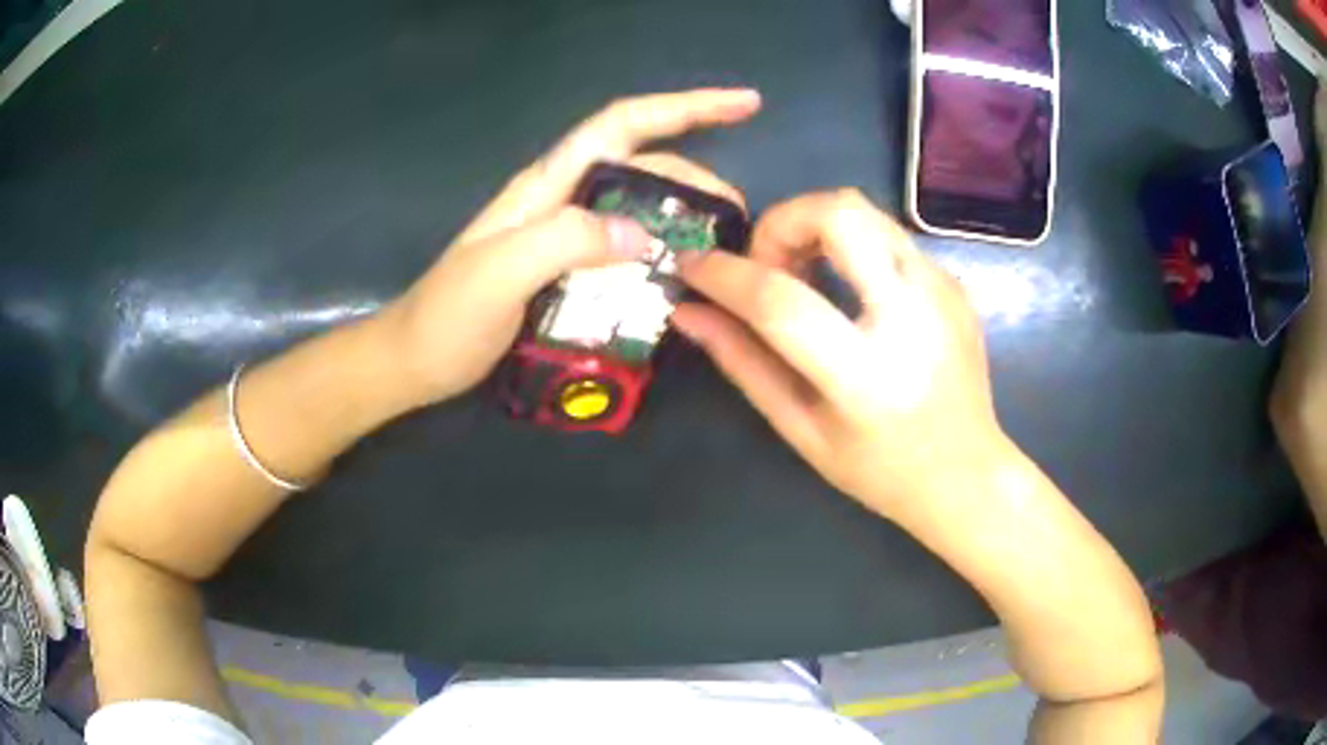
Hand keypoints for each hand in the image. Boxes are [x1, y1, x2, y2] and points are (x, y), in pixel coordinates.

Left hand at [380, 89, 760, 405]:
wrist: (414, 363)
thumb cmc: (447, 318)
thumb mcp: (499, 274)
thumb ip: (565, 241)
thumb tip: (644, 233)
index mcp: (546, 186)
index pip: (623, 125)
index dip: (684, 107)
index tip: (743, 104)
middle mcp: (560, 201)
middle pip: (642, 166)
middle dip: (697, 178)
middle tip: (739, 217)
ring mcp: (563, 237)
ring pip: (637, 208)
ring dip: (683, 216)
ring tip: (723, 246)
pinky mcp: (565, 273)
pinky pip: (624, 251)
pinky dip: (658, 255)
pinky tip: (680, 277)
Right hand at [673, 190, 1007, 520]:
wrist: (967, 474)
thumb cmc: (879, 469)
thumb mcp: (801, 429)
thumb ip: (743, 363)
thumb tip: (689, 312)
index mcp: (866, 376)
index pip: (781, 301)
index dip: (725, 275)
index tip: (692, 265)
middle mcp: (912, 318)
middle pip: (838, 213)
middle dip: (783, 222)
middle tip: (769, 266)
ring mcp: (943, 292)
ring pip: (865, 210)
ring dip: (816, 228)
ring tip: (805, 277)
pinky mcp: (954, 283)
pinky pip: (888, 236)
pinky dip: (851, 248)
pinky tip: (852, 296)